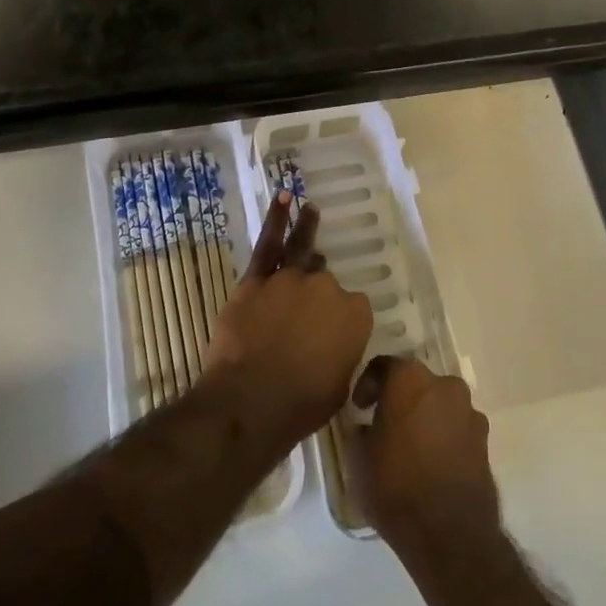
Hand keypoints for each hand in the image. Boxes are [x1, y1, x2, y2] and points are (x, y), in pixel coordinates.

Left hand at [203, 192, 373, 448]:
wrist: (250, 403)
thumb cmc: (301, 406)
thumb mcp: (338, 387)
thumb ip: (341, 356)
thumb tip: (331, 347)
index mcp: (354, 315)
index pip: (354, 308)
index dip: (341, 322)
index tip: (330, 337)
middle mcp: (327, 289)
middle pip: (325, 282)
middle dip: (318, 294)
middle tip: (307, 311)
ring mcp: (290, 280)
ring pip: (302, 251)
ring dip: (307, 229)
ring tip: (311, 210)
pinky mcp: (256, 280)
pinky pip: (269, 244)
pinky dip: (277, 220)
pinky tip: (284, 199)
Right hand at [351, 357, 500, 558]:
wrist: (450, 532)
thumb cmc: (396, 486)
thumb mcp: (358, 460)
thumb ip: (359, 432)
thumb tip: (365, 427)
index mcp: (410, 379)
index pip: (383, 366)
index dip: (368, 384)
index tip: (359, 408)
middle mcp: (444, 384)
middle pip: (416, 383)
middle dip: (400, 399)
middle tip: (384, 425)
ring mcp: (469, 411)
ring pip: (439, 404)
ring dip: (425, 417)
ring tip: (410, 449)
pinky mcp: (484, 439)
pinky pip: (457, 427)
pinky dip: (443, 437)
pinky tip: (432, 464)